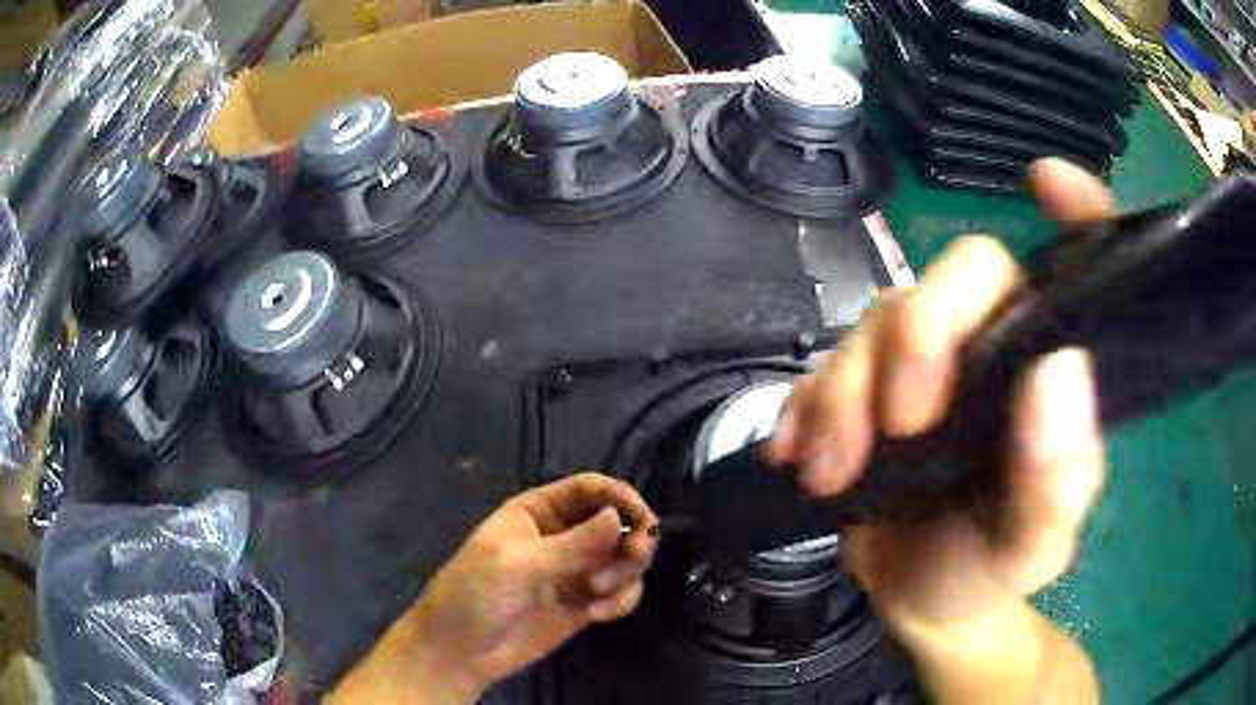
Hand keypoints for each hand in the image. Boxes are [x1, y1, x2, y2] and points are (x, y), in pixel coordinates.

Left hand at [330, 472, 657, 703]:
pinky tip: (597, 614)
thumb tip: (620, 518)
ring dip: (624, 574)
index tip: (644, 521)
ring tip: (598, 594)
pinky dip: (620, 600)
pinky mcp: (585, 602)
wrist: (462, 650)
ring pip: (625, 558)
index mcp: (539, 510)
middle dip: (631, 539)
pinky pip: (621, 592)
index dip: (622, 498)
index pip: (591, 489)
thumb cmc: (477, 593)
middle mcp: (563, 534)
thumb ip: (575, 543)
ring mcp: (576, 570)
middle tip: (633, 558)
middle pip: (618, 522)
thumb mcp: (521, 563)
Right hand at [765, 158, 1111, 627]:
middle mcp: (993, 344)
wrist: (921, 599)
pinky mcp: (864, 389)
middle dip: (920, 337)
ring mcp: (923, 363)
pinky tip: (798, 455)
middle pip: (956, 275)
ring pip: (879, 319)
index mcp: (1048, 368)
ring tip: (832, 469)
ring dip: (845, 392)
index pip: (1077, 266)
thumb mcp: (1032, 547)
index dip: (1078, 210)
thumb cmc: (987, 566)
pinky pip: (822, 366)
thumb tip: (1056, 368)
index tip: (1046, 183)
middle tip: (900, 423)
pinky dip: (802, 407)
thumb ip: (1057, 476)